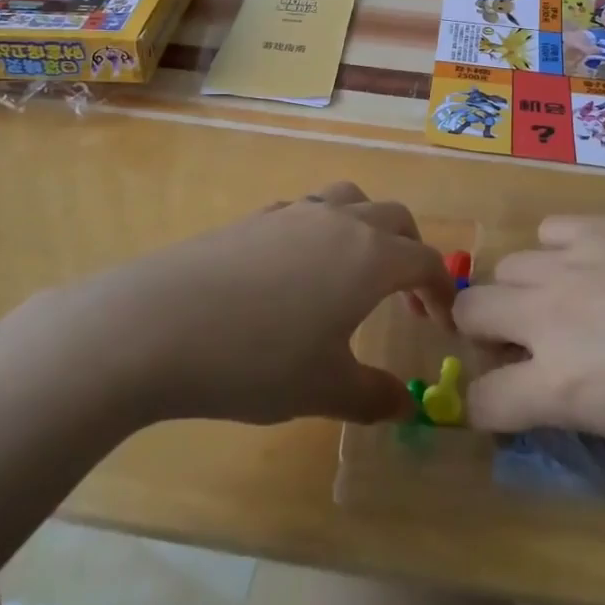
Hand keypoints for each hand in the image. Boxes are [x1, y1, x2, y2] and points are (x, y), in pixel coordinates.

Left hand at [61, 183, 454, 426]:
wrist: (158, 324)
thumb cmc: (255, 359)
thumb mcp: (323, 390)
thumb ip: (372, 395)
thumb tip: (404, 405)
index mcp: (369, 257)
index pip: (425, 260)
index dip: (443, 288)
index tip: (445, 321)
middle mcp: (338, 221)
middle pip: (393, 218)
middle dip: (411, 251)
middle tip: (407, 296)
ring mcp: (293, 213)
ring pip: (349, 199)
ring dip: (368, 227)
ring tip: (356, 270)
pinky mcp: (255, 218)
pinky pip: (307, 210)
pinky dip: (323, 229)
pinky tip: (299, 270)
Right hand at [454, 216, 604, 446]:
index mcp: (564, 386)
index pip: (483, 401)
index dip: (489, 411)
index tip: (512, 411)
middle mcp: (549, 316)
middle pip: (470, 312)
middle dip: (486, 335)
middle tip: (530, 347)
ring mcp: (571, 260)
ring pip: (507, 266)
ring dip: (525, 291)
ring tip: (571, 301)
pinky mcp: (599, 223)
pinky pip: (551, 231)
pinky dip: (561, 251)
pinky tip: (601, 262)